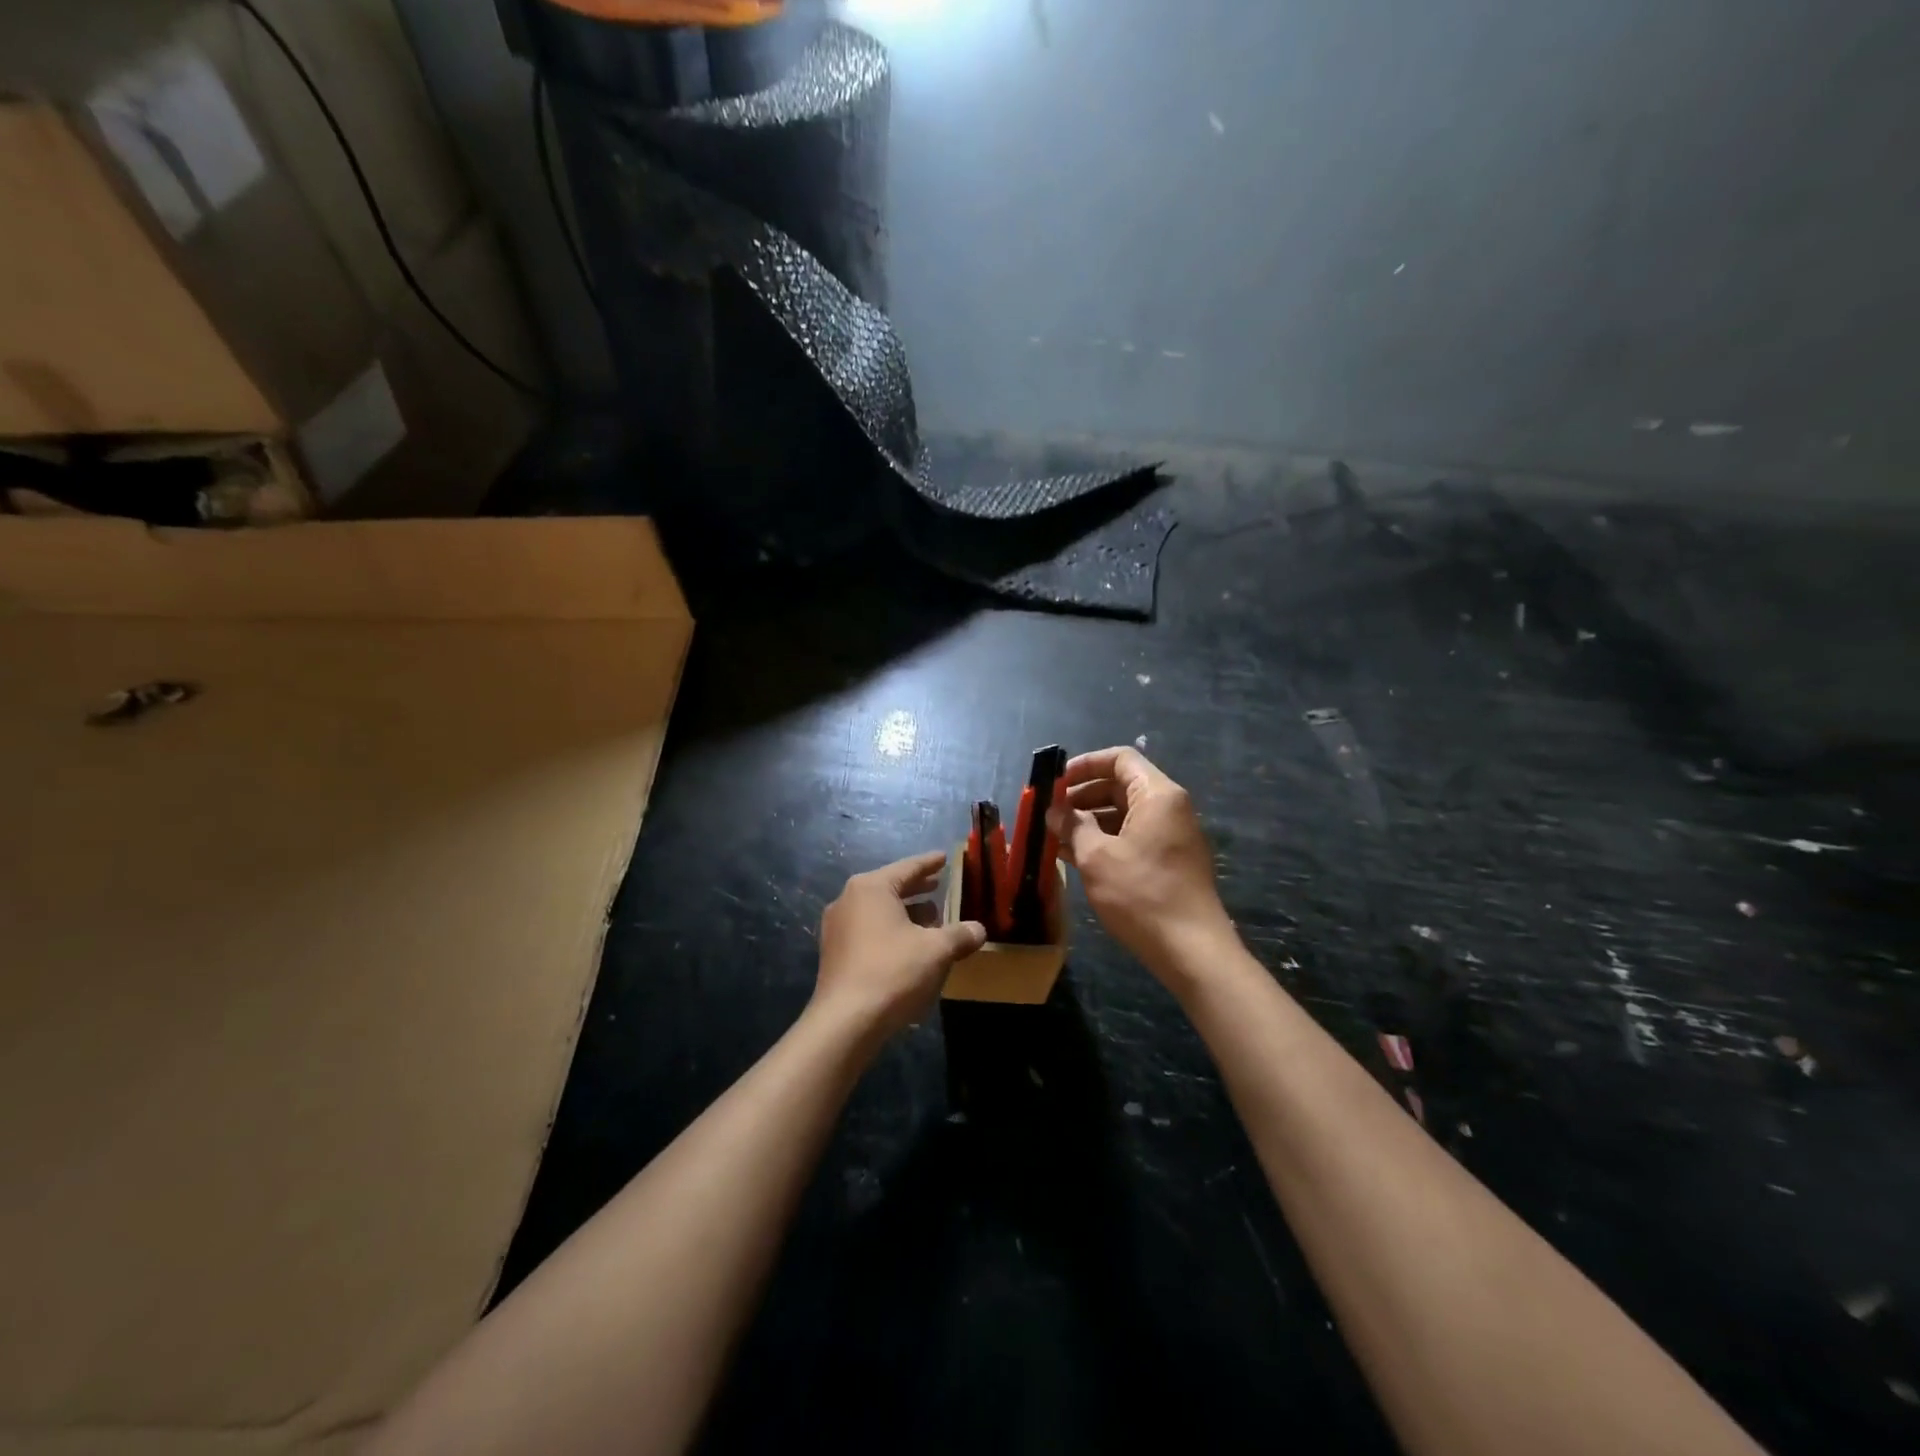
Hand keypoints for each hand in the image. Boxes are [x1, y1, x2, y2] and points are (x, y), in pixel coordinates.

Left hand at [813, 851, 986, 1042]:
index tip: (944, 857)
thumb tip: (979, 929)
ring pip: (878, 911)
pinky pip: (868, 931)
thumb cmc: (893, 972)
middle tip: (939, 884)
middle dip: (917, 889)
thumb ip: (960, 935)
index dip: (929, 863)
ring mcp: (837, 928)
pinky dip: (890, 931)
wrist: (845, 1021)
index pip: (907, 868)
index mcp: (871, 889)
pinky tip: (909, 946)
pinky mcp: (834, 954)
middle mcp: (848, 900)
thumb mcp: (936, 951)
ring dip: (905, 913)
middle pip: (890, 888)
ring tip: (930, 919)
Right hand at [1049, 747, 1234, 987]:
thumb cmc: (1141, 895)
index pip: (1120, 759)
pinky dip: (1105, 840)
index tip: (1055, 782)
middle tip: (1050, 813)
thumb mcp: (1096, 857)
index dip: (1085, 764)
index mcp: (1157, 795)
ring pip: (1124, 814)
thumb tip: (1055, 810)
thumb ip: (1073, 826)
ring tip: (1055, 837)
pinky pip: (1133, 837)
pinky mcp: (1170, 860)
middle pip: (1121, 785)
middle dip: (1082, 796)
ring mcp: (1172, 835)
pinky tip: (1074, 856)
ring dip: (1089, 821)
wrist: (1191, 950)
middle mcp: (1169, 808)